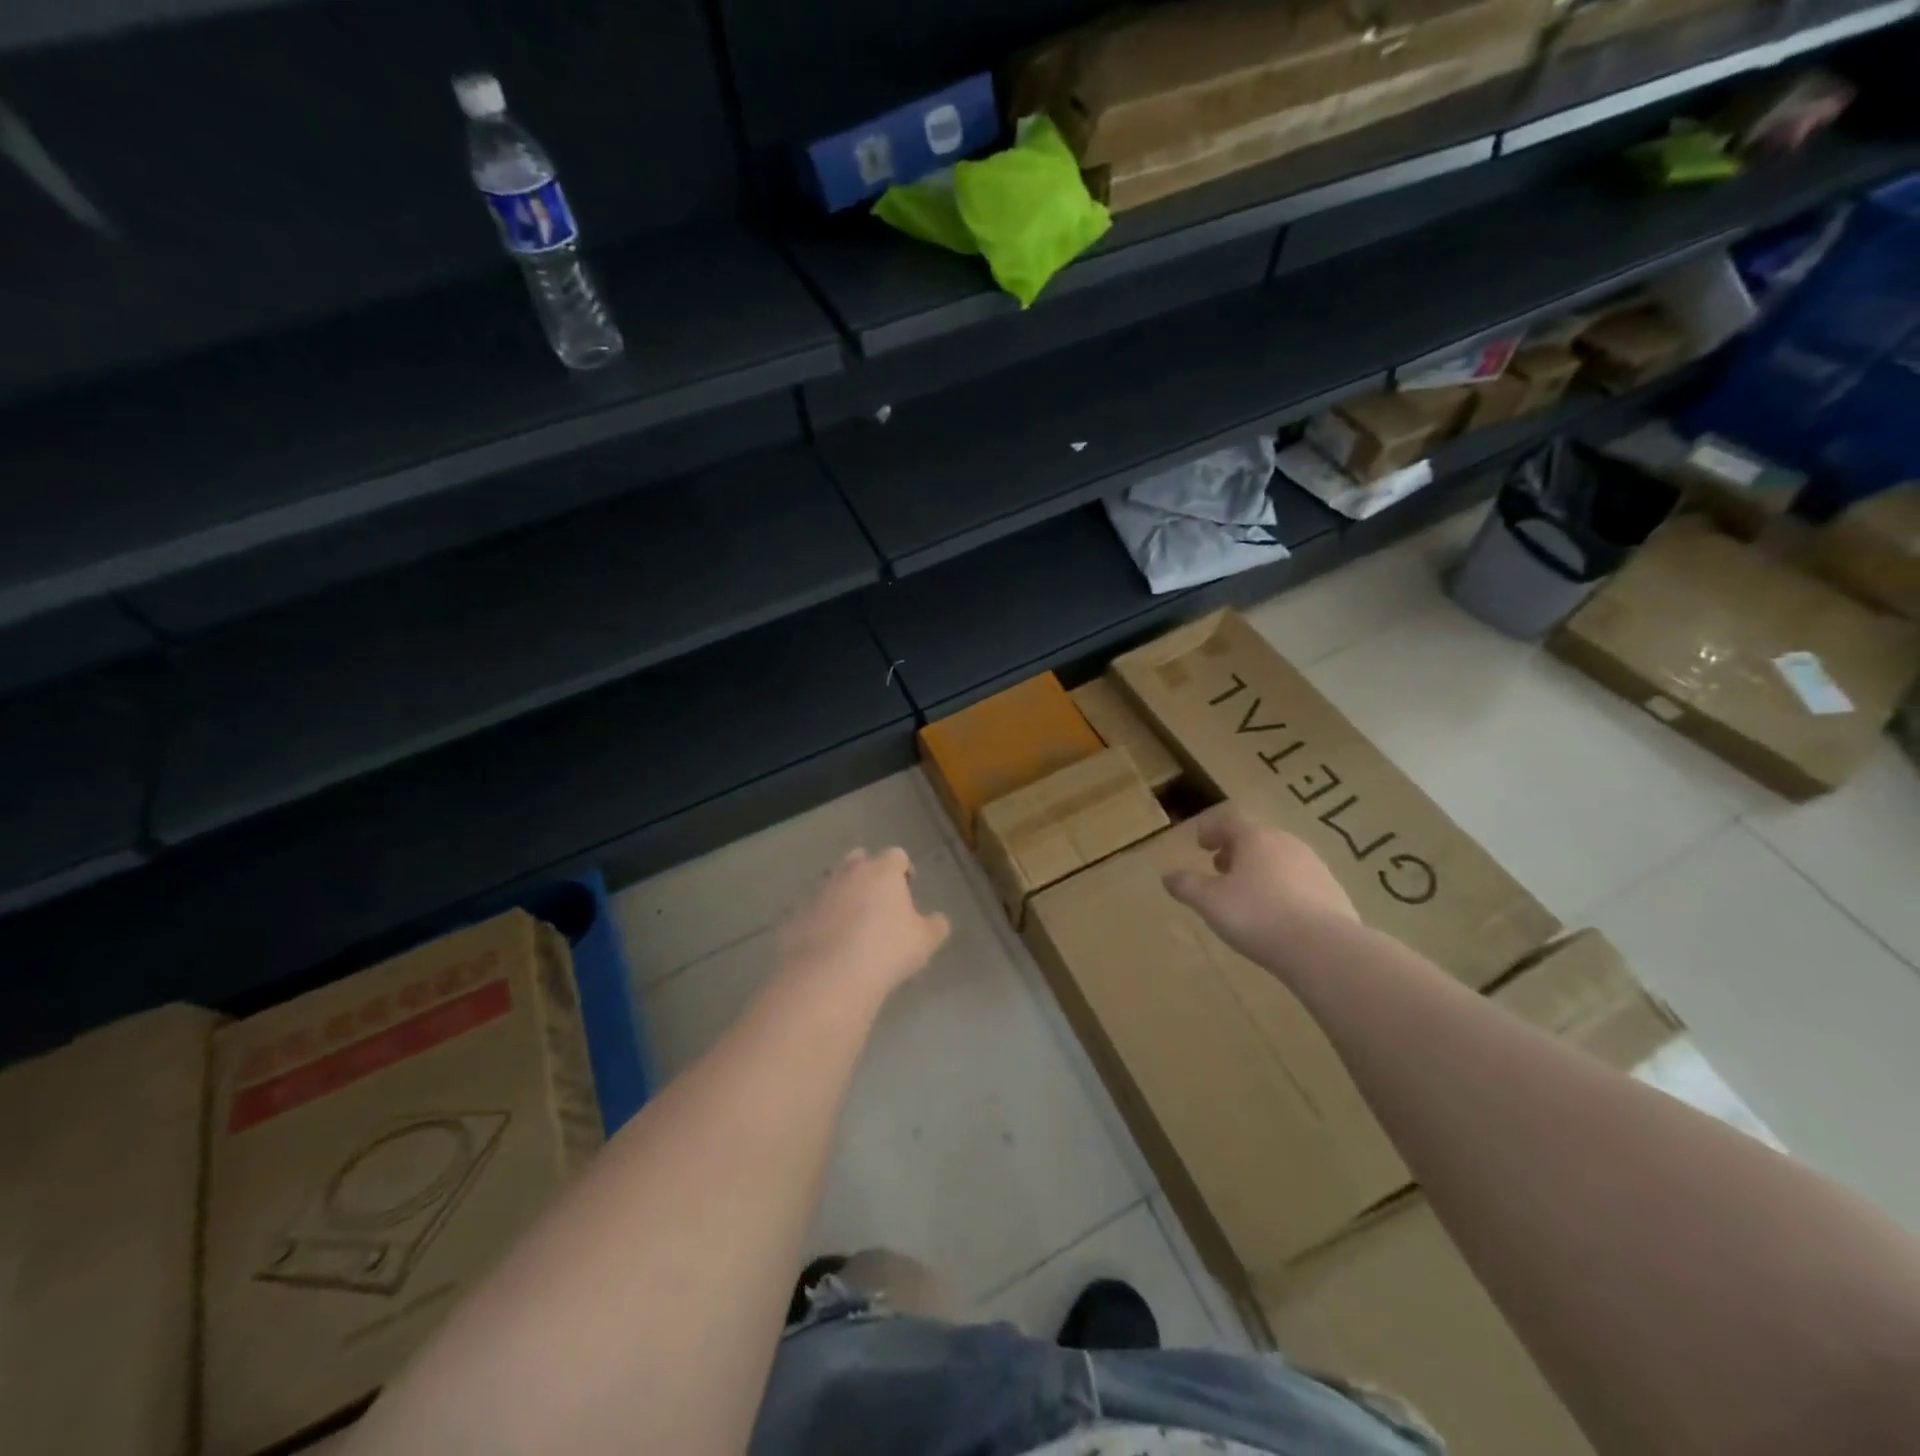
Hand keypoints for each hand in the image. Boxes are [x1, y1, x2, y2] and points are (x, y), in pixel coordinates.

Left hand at [779, 847, 950, 1000]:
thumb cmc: (887, 950)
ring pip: (833, 882)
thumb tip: (937, 920)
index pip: (896, 855)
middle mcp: (849, 873)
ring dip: (844, 895)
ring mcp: (820, 893)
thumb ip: (935, 926)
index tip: (908, 888)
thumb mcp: (924, 941)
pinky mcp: (798, 916)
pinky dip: (823, 920)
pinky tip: (830, 944)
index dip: (904, 869)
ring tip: (854, 924)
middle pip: (859, 859)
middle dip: (869, 873)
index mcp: (883, 872)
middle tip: (879, 900)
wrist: (830, 976)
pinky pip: (814, 911)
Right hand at [1162, 807, 1357, 980]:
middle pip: (1256, 839)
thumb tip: (1167, 876)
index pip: (1228, 822)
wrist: (1323, 948)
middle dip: (1236, 851)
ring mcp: (1315, 866)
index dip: (1211, 830)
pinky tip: (1278, 914)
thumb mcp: (1209, 902)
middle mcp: (1287, 843)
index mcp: (1255, 838)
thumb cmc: (1257, 916)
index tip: (1201, 843)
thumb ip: (1186, 885)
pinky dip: (1283, 889)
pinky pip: (1300, 882)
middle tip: (1220, 869)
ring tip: (1247, 893)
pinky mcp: (1333, 891)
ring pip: (1280, 859)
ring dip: (1260, 869)